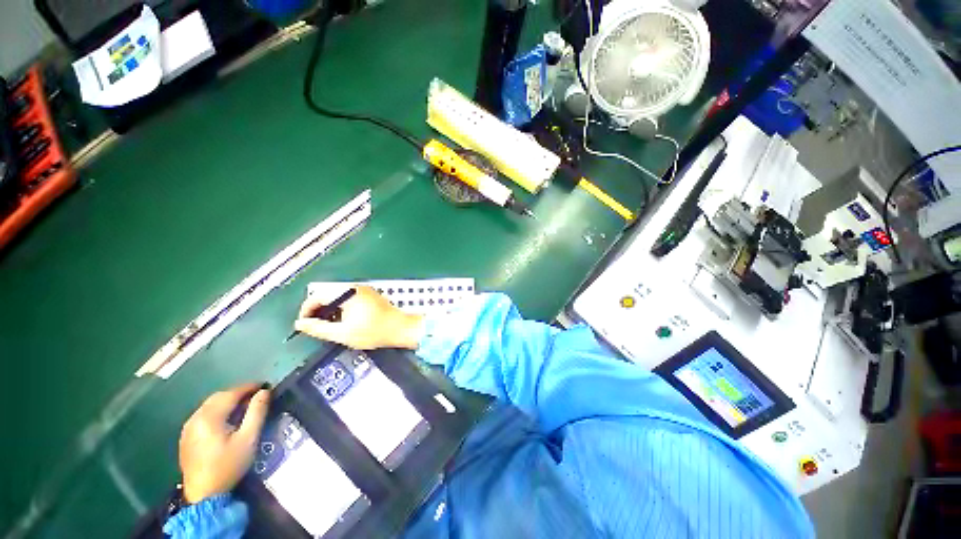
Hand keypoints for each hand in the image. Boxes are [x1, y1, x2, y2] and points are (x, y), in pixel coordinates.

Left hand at [178, 384, 270, 503]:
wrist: (203, 492)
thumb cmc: (227, 468)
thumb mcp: (247, 444)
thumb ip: (255, 416)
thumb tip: (264, 393)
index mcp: (211, 414)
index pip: (231, 393)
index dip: (247, 388)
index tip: (262, 386)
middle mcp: (196, 414)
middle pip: (217, 398)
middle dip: (235, 395)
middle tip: (252, 398)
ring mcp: (188, 425)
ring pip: (208, 408)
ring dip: (223, 406)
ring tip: (238, 412)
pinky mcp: (185, 436)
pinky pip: (201, 419)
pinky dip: (213, 417)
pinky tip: (220, 429)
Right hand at [294, 284, 423, 349]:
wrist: (401, 329)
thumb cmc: (373, 332)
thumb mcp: (343, 334)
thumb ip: (319, 329)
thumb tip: (300, 325)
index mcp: (344, 292)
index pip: (316, 296)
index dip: (306, 310)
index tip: (302, 325)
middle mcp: (351, 287)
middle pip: (325, 295)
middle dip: (316, 311)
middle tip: (313, 328)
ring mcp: (360, 290)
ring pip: (335, 298)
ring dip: (327, 311)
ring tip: (326, 327)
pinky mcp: (366, 296)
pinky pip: (345, 299)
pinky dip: (338, 310)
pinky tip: (340, 323)